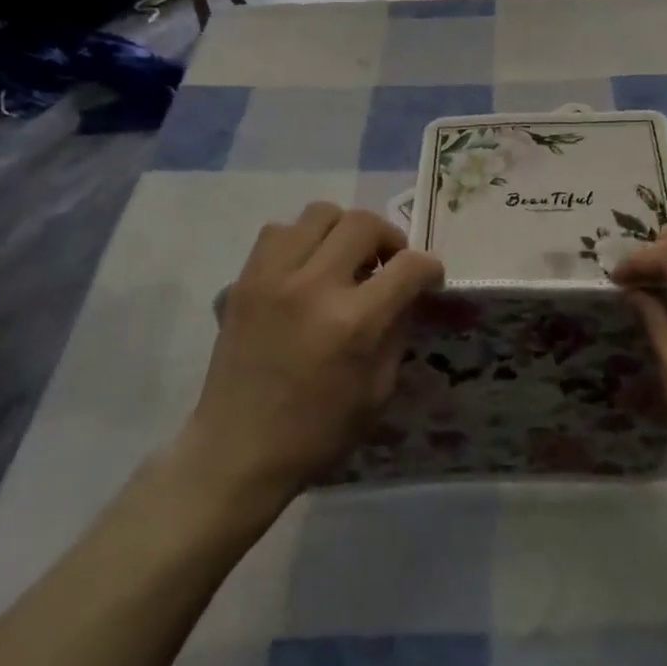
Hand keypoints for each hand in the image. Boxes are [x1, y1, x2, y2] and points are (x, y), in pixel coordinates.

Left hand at [184, 203, 442, 507]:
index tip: (429, 280)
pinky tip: (305, 270)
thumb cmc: (317, 433)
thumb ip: (397, 332)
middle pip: (363, 223)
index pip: (409, 266)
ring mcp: (272, 278)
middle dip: (390, 239)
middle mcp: (313, 286)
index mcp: (354, 322)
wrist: (237, 452)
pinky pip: (278, 232)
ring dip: (342, 232)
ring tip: (343, 262)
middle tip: (388, 266)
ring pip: (319, 213)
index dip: (430, 269)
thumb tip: (406, 296)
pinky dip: (301, 240)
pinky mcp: (243, 281)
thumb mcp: (378, 391)